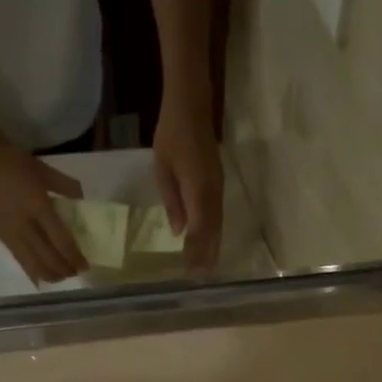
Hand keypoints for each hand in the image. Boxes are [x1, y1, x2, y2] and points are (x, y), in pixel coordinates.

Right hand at [0, 137, 88, 284]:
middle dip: (64, 270)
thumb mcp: (42, 168)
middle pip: (48, 258)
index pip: (61, 241)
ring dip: (49, 274)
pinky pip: (19, 260)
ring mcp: (10, 232)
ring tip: (60, 277)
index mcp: (38, 206)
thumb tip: (81, 198)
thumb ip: (64, 185)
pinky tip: (40, 277)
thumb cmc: (11, 159)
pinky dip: (32, 271)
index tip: (85, 266)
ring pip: (33, 264)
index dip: (74, 257)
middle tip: (76, 273)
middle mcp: (25, 225)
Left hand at [152, 91, 223, 268]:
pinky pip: (218, 215)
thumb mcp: (162, 169)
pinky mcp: (218, 184)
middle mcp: (212, 194)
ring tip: (207, 266)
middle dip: (207, 254)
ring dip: (213, 246)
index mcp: (198, 190)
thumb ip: (172, 201)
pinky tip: (210, 241)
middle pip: (213, 231)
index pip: (200, 229)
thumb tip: (178, 231)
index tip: (192, 271)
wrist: (192, 105)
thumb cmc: (172, 134)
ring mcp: (218, 189)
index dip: (197, 252)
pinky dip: (215, 232)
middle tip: (201, 276)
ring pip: (218, 224)